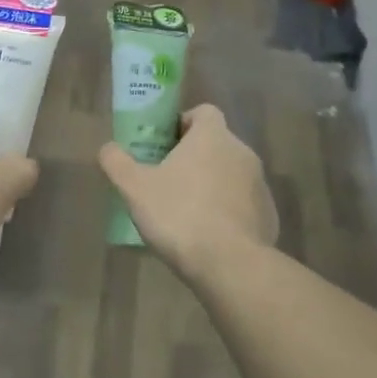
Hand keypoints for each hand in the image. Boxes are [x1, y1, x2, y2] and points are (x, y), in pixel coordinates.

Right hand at [99, 104, 277, 276]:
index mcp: (212, 137)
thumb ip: (117, 162)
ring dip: (211, 184)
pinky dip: (227, 211)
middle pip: (216, 144)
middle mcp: (242, 152)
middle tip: (167, 179)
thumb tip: (108, 148)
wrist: (230, 265)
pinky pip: (243, 203)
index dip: (183, 123)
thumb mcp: (134, 188)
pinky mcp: (268, 215)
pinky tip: (208, 235)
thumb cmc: (179, 214)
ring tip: (186, 211)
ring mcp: (259, 185)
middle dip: (194, 157)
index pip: (204, 112)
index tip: (165, 144)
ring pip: (230, 174)